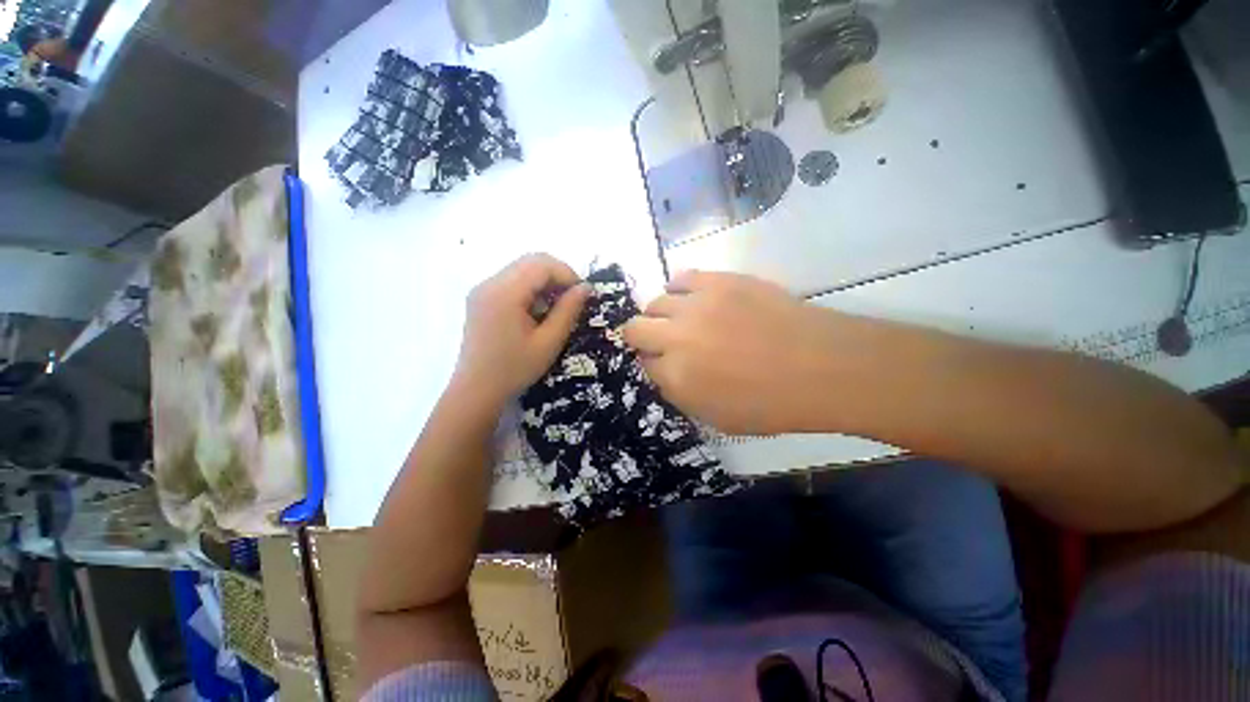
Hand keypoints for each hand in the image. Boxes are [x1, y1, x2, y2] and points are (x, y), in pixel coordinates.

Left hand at [454, 254, 589, 405]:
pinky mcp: (480, 298)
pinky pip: (511, 281)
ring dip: (544, 281)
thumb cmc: (514, 369)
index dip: (567, 273)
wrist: (476, 390)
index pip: (541, 264)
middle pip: (530, 261)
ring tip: (556, 307)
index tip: (582, 294)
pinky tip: (537, 311)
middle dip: (557, 275)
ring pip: (521, 269)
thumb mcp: (549, 342)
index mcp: (504, 293)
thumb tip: (585, 288)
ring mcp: (482, 289)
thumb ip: (568, 311)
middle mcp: (489, 283)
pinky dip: (530, 288)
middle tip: (572, 299)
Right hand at [622, 270, 840, 434]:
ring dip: (661, 314)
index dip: (652, 365)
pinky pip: (681, 277)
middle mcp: (677, 338)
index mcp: (677, 377)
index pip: (644, 365)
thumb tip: (664, 372)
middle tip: (662, 342)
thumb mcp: (718, 419)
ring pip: (654, 302)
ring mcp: (697, 305)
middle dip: (642, 338)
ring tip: (681, 319)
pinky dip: (679, 289)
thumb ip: (681, 395)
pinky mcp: (719, 281)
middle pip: (635, 329)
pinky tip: (692, 299)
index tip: (664, 364)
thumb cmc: (773, 404)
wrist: (823, 367)